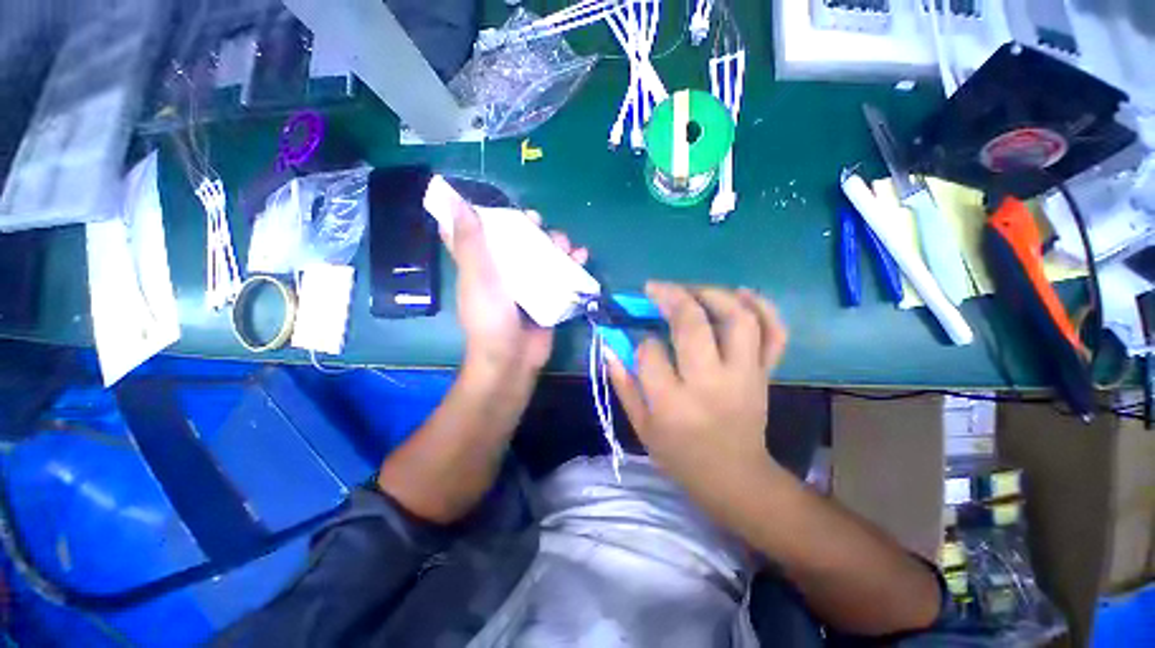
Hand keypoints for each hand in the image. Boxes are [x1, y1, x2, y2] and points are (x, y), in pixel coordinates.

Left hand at [441, 195, 587, 377]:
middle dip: (531, 229)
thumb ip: (469, 242)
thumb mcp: (477, 278)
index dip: (485, 216)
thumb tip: (453, 200)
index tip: (499, 206)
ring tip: (567, 244)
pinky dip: (572, 264)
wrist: (513, 359)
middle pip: (517, 242)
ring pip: (542, 255)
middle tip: (540, 224)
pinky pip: (560, 274)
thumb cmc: (490, 318)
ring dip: (556, 244)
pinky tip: (582, 257)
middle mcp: (504, 272)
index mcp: (482, 265)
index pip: (478, 234)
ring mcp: (528, 285)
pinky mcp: (548, 296)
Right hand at [607, 283, 787, 495]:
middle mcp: (711, 383)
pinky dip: (763, 307)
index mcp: (673, 403)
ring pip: (737, 318)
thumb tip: (610, 345)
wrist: (734, 477)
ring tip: (690, 289)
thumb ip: (623, 383)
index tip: (641, 342)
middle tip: (655, 288)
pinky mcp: (765, 374)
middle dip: (670, 297)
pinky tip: (742, 293)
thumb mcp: (641, 425)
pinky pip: (774, 333)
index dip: (642, 341)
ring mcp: (745, 375)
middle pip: (693, 324)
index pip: (651, 352)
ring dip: (712, 293)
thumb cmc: (680, 454)